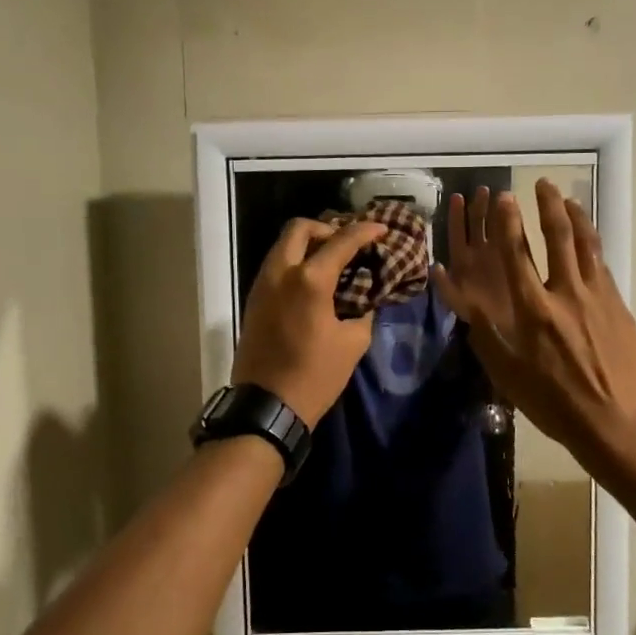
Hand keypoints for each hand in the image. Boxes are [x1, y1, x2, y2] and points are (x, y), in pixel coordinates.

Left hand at [231, 217, 386, 427]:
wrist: (267, 405)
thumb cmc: (315, 376)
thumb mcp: (353, 344)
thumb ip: (364, 312)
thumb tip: (366, 299)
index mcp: (310, 280)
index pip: (342, 241)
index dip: (365, 231)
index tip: (381, 230)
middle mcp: (281, 273)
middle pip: (300, 228)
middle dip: (326, 228)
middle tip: (346, 244)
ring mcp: (262, 285)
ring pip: (283, 246)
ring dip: (308, 245)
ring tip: (332, 262)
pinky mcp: (254, 301)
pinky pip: (275, 266)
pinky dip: (295, 263)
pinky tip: (313, 283)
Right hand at [431, 180, 635, 461]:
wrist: (619, 424)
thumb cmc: (555, 405)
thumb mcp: (508, 376)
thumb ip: (488, 335)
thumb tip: (469, 303)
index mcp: (533, 311)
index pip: (517, 255)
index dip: (510, 223)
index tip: (506, 200)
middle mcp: (565, 294)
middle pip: (558, 237)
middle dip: (548, 205)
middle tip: (543, 184)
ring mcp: (597, 297)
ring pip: (587, 245)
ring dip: (576, 217)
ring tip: (568, 199)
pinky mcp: (619, 307)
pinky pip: (603, 266)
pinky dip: (594, 245)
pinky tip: (590, 241)